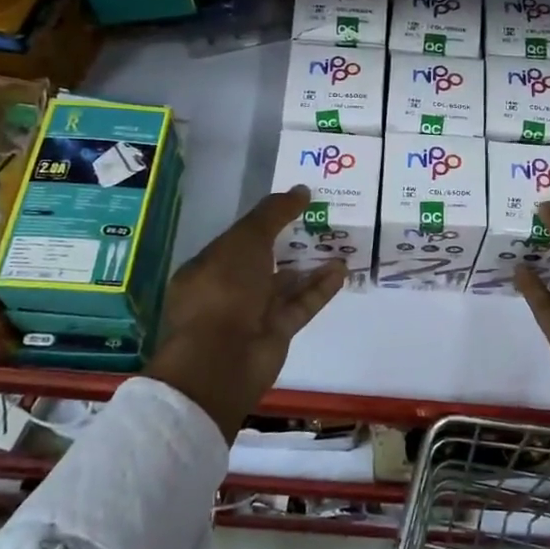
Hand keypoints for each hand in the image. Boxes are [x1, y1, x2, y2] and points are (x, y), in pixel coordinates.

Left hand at [151, 186, 346, 440]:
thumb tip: (300, 190)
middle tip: (322, 220)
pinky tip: (341, 269)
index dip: (265, 222)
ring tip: (338, 242)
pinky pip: (301, 304)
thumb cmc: (224, 289)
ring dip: (310, 264)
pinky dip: (320, 288)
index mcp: (208, 267)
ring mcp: (253, 313)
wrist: (223, 358)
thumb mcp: (246, 239)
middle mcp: (228, 290)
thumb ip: (273, 213)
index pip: (238, 239)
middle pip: (264, 261)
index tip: (294, 205)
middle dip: (290, 242)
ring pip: (285, 284)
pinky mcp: (277, 332)